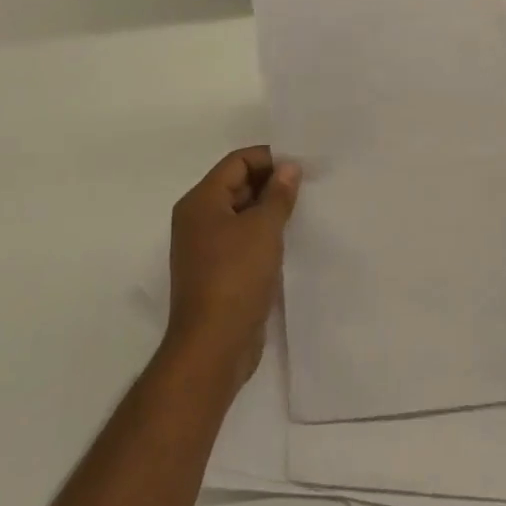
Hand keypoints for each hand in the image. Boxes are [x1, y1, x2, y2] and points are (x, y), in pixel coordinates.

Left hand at [164, 147, 300, 395]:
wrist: (213, 347)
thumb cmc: (236, 277)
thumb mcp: (264, 229)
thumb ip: (278, 194)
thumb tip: (289, 167)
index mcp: (201, 201)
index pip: (237, 162)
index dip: (269, 159)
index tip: (301, 166)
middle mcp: (197, 219)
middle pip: (237, 185)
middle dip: (271, 183)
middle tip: (307, 187)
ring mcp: (204, 248)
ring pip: (241, 214)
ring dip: (269, 210)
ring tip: (302, 211)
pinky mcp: (216, 272)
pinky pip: (241, 239)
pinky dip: (262, 235)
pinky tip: (288, 240)